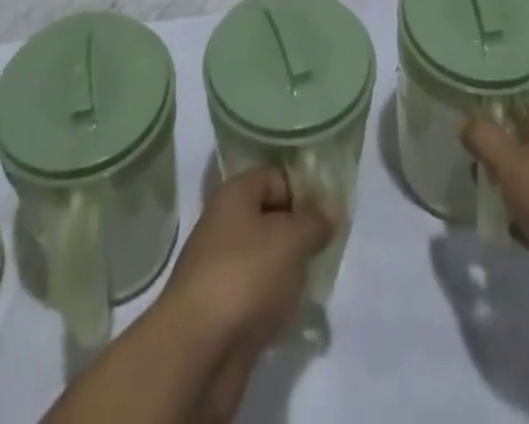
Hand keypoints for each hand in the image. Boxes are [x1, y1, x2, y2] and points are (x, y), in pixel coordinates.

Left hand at [158, 166, 333, 359]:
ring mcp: (220, 268)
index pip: (277, 177)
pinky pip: (256, 292)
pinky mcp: (221, 309)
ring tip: (313, 283)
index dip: (304, 192)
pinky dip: (274, 300)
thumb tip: (332, 207)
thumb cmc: (245, 276)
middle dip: (299, 234)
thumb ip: (316, 221)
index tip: (329, 217)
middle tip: (326, 250)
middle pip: (270, 217)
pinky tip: (293, 313)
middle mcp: (224, 223)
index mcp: (235, 194)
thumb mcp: (291, 240)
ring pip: (264, 257)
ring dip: (288, 270)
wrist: (196, 352)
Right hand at [462, 106, 528, 314]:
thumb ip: (484, 140)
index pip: (510, 111)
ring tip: (497, 217)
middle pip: (521, 149)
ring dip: (518, 201)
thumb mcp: (512, 163)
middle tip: (479, 185)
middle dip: (500, 168)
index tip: (467, 145)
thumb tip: (466, 122)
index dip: (487, 125)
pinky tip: (527, 242)